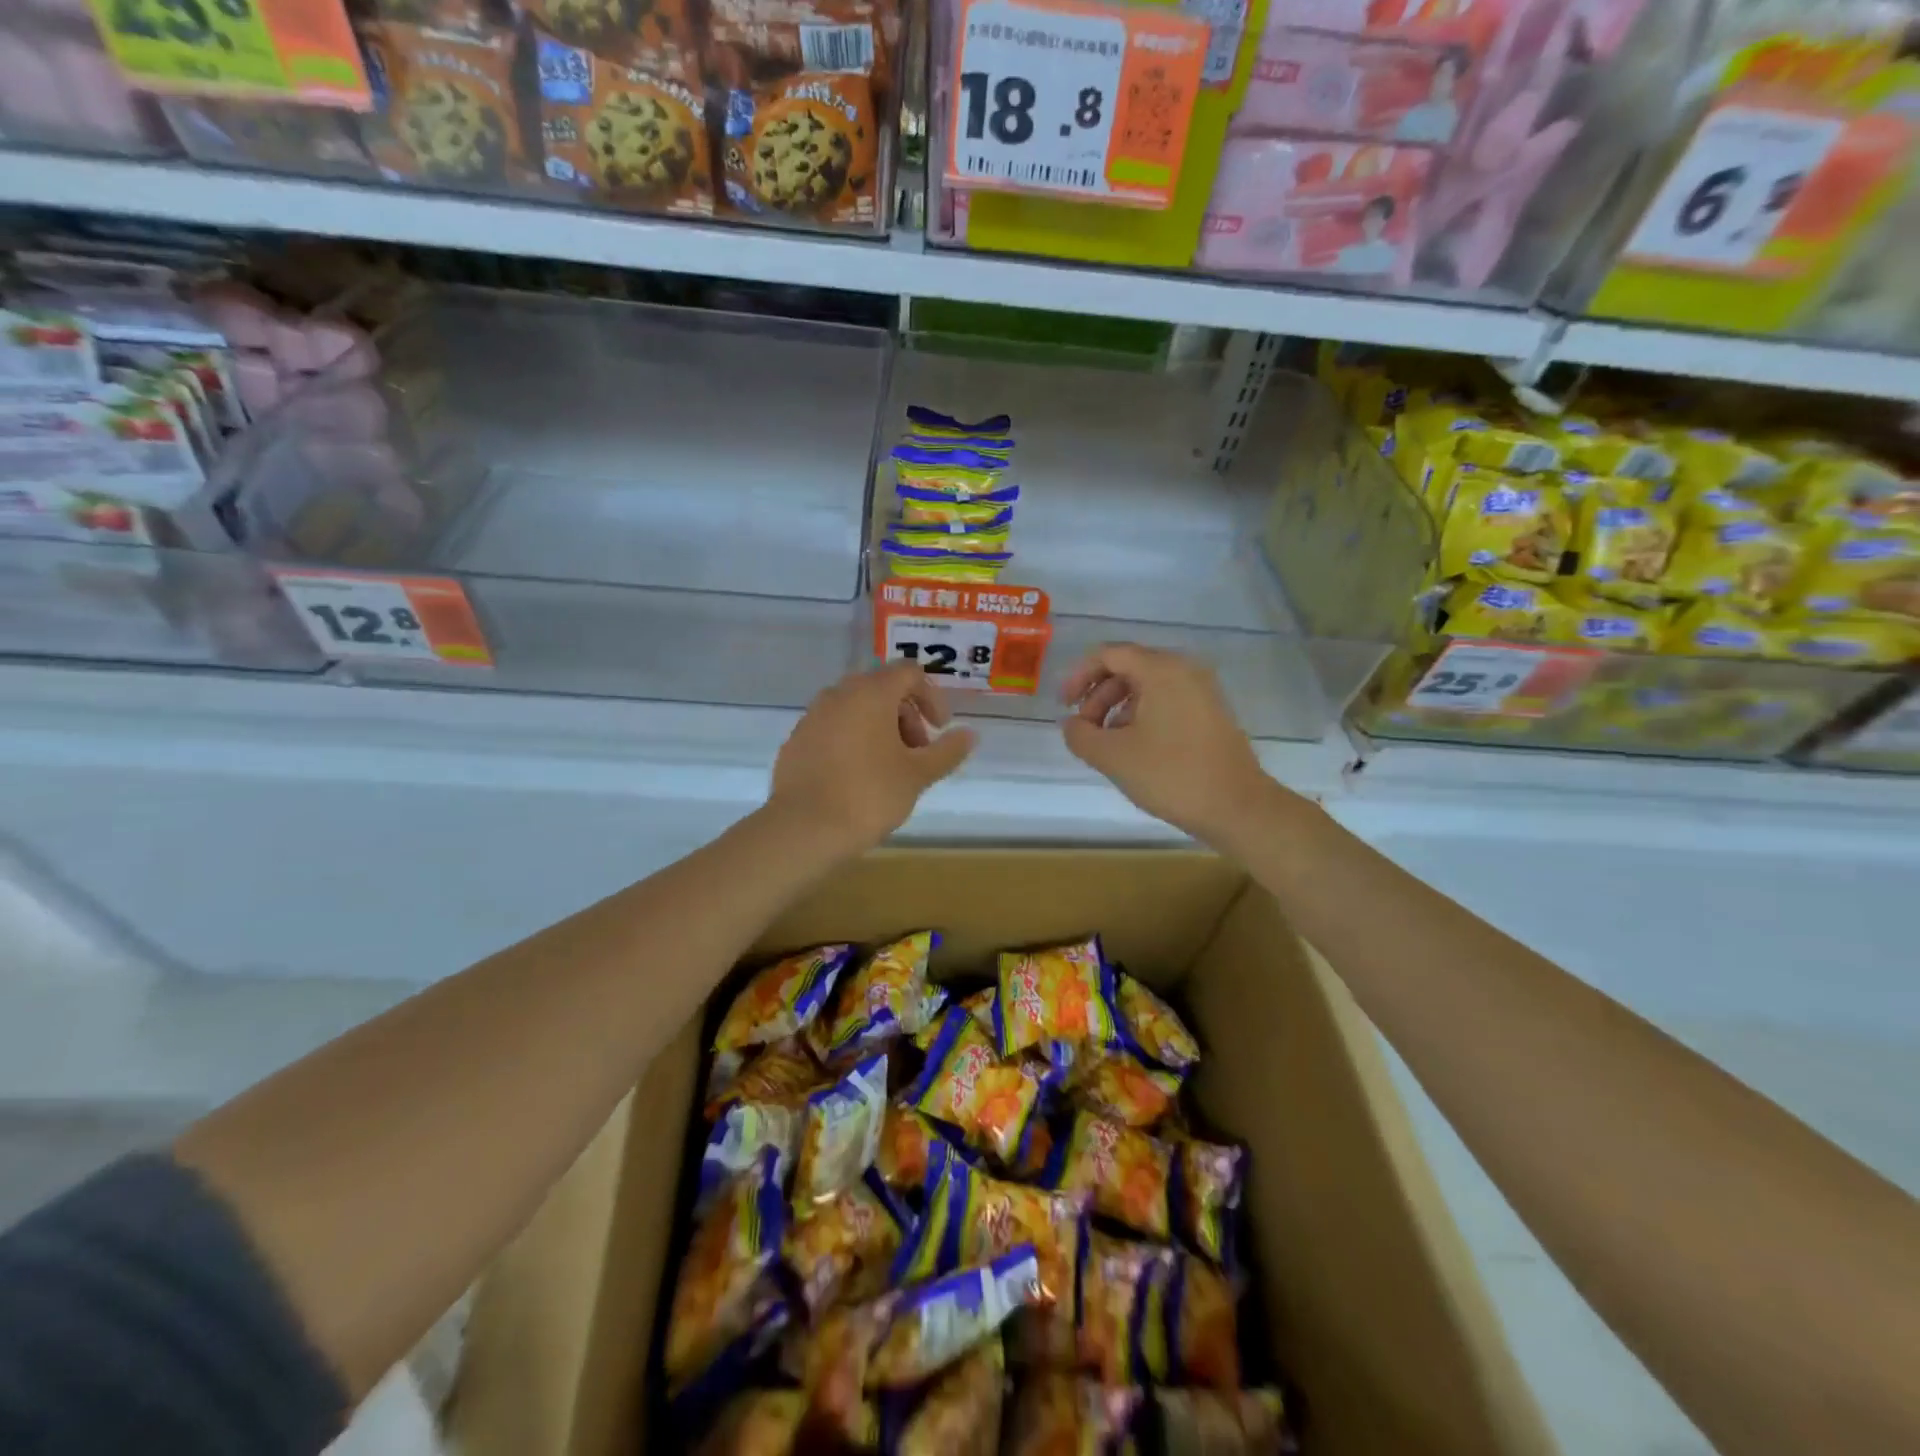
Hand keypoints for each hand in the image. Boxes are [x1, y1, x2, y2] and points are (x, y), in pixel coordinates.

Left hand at [769, 661, 976, 855]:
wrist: (803, 828)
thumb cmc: (869, 795)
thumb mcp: (917, 775)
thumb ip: (947, 751)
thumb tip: (970, 735)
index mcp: (871, 693)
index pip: (909, 673)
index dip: (932, 697)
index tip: (940, 729)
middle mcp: (839, 694)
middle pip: (882, 689)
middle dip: (907, 715)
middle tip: (918, 753)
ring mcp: (813, 716)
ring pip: (856, 708)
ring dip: (881, 728)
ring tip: (890, 768)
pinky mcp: (797, 740)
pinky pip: (834, 728)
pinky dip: (853, 740)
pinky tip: (858, 777)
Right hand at [1060, 643, 1281, 845]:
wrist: (1237, 807)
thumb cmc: (1171, 775)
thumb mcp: (1112, 756)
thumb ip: (1080, 735)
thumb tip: (1072, 725)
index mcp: (1161, 670)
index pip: (1109, 655)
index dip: (1079, 676)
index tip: (1064, 706)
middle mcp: (1185, 670)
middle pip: (1129, 668)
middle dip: (1098, 695)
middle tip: (1084, 729)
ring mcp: (1203, 691)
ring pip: (1148, 686)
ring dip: (1118, 708)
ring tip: (1106, 743)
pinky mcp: (1212, 713)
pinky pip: (1167, 701)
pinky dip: (1142, 715)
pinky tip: (1134, 748)